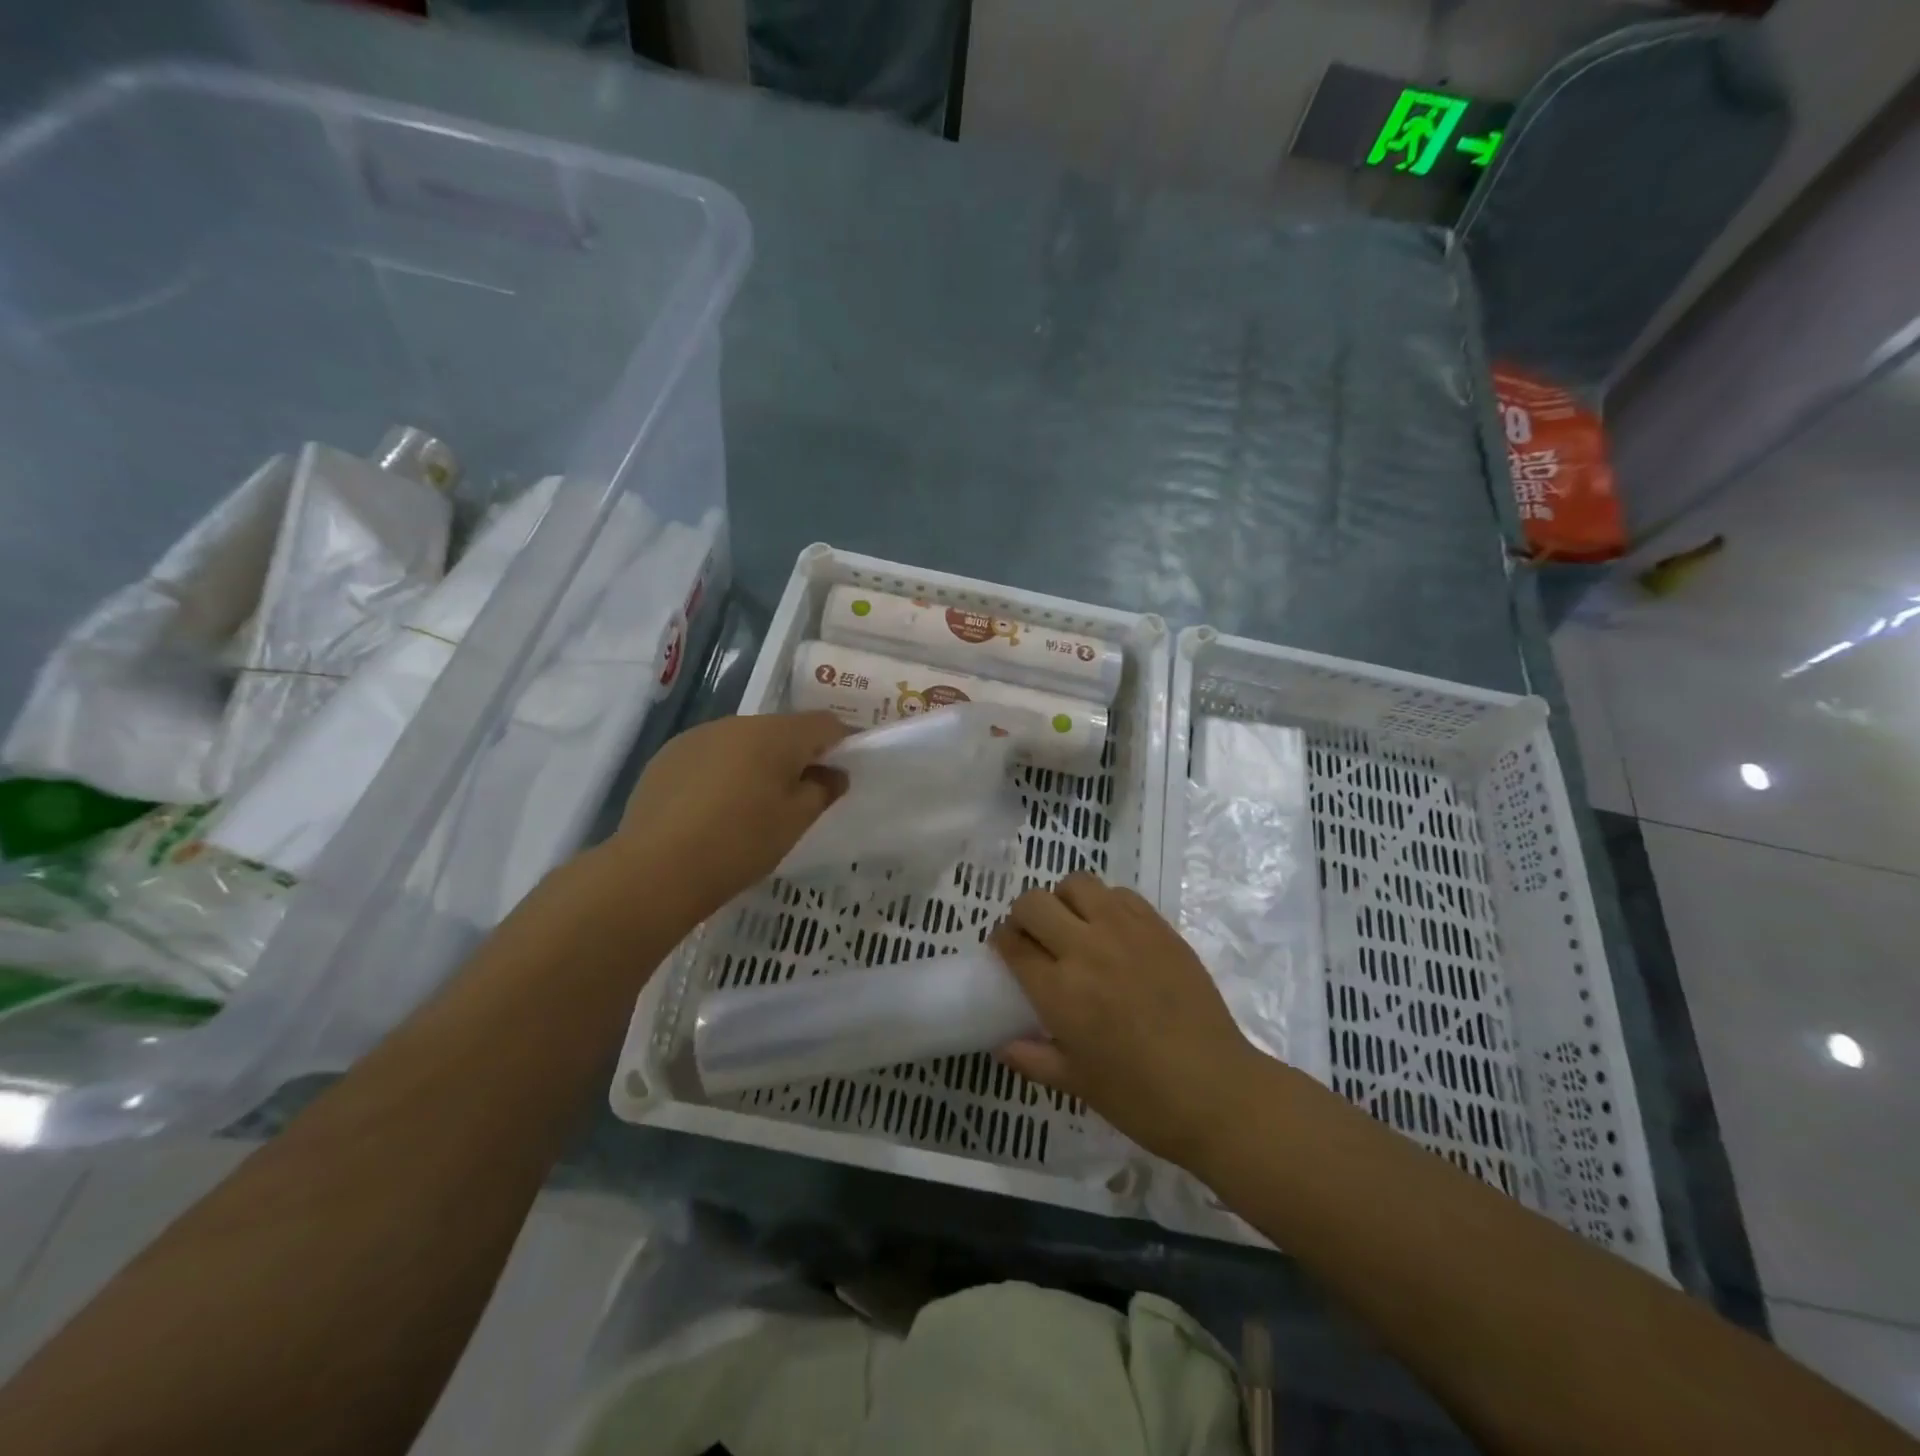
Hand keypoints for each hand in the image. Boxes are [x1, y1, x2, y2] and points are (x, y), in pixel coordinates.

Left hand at [609, 712, 850, 924]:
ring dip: (757, 764)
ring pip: (743, 742)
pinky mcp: (667, 757)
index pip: (823, 724)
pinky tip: (713, 811)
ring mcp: (697, 737)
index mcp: (775, 734)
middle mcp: (736, 723)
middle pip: (781, 730)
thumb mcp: (795, 821)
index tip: (842, 773)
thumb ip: (823, 790)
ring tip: (751, 808)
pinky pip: (710, 756)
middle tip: (798, 798)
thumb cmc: (740, 843)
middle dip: (796, 756)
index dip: (841, 744)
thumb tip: (833, 773)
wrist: (656, 870)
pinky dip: (722, 773)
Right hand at [991, 872, 1262, 1167]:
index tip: (1006, 949)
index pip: (1013, 943)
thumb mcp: (1076, 1084)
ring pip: (1077, 884)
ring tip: (1074, 927)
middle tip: (1035, 938)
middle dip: (1024, 916)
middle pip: (1035, 903)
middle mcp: (1086, 949)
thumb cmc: (1141, 1098)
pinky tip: (1113, 932)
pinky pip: (1120, 894)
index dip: (1002, 941)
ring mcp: (1126, 931)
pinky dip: (1105, 904)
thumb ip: (1033, 1059)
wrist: (1216, 1091)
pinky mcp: (1159, 927)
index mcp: (1060, 990)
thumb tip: (1001, 1045)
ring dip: (1064, 900)